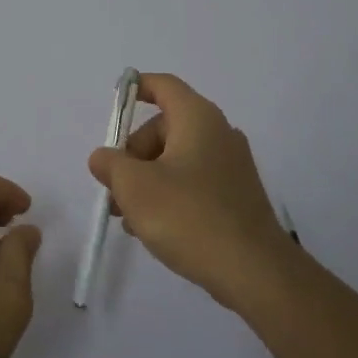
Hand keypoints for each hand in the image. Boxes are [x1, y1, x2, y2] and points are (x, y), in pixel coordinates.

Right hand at [87, 73, 293, 310]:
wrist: (254, 271)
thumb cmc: (188, 216)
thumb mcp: (135, 187)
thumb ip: (111, 164)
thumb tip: (104, 157)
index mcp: (197, 119)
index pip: (163, 85)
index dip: (136, 88)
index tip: (114, 105)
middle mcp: (218, 133)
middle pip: (164, 127)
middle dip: (133, 154)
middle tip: (114, 187)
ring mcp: (231, 165)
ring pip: (176, 159)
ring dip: (147, 180)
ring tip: (127, 217)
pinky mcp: (236, 195)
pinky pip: (193, 182)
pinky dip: (169, 195)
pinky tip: (152, 228)